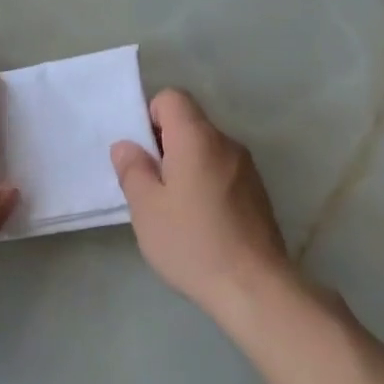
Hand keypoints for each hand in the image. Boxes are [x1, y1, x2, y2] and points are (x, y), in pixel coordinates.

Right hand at [111, 89, 293, 316]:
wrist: (253, 286)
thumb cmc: (192, 242)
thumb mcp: (147, 208)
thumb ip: (133, 169)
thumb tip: (126, 145)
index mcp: (198, 138)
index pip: (172, 97)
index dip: (149, 116)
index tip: (141, 154)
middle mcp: (227, 143)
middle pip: (190, 123)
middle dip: (164, 145)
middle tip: (148, 186)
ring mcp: (247, 168)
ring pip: (206, 150)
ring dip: (185, 167)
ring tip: (172, 209)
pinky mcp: (257, 192)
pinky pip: (222, 172)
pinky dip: (205, 184)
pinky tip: (198, 222)